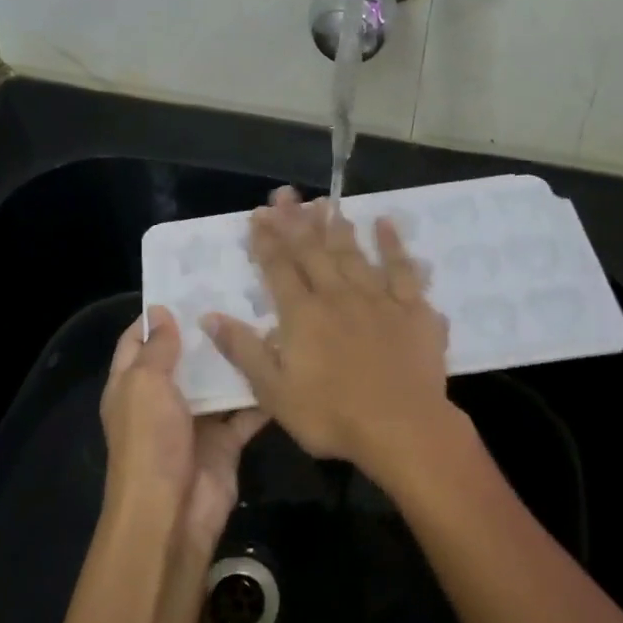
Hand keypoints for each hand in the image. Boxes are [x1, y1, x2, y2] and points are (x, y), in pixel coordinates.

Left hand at [100, 306, 266, 556]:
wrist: (173, 512)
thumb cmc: (150, 441)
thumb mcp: (145, 385)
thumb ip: (157, 348)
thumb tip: (160, 310)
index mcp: (132, 385)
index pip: (138, 340)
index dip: (156, 315)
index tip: (188, 285)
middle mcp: (163, 400)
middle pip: (184, 359)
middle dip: (205, 331)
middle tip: (239, 295)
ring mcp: (196, 421)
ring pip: (219, 382)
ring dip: (237, 359)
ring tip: (267, 320)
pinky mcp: (225, 441)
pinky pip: (246, 412)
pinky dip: (261, 395)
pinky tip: (283, 364)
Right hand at [204, 188, 456, 486]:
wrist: (403, 429)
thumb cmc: (332, 416)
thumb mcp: (274, 392)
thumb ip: (244, 350)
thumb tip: (210, 316)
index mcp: (303, 315)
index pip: (279, 268)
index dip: (266, 240)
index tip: (257, 215)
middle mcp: (337, 296)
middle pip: (313, 251)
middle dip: (296, 221)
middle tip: (286, 194)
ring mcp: (377, 298)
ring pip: (352, 253)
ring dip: (337, 226)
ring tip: (325, 202)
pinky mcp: (412, 308)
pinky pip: (402, 269)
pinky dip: (393, 244)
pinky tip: (386, 223)